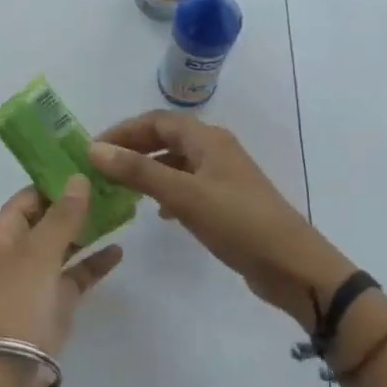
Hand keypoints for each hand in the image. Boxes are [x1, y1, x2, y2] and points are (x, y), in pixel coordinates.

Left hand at [0, 177, 123, 386]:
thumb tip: (78, 178)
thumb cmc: (13, 302)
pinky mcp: (50, 307)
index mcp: (0, 233)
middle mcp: (14, 252)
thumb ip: (62, 216)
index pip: (30, 196)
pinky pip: (73, 277)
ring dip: (88, 232)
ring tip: (123, 212)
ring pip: (63, 248)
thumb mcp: (38, 253)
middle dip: (78, 205)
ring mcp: (33, 281)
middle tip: (115, 187)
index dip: (58, 182)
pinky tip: (118, 251)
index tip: (92, 168)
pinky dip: (92, 265)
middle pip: (48, 220)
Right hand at [88, 112, 350, 329]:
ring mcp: (222, 177)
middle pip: (165, 138)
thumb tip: (94, 149)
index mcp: (207, 139)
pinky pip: (187, 186)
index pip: (156, 121)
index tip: (93, 148)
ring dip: (147, 170)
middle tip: (101, 167)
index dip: (123, 130)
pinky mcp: (226, 202)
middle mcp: (214, 150)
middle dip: (132, 148)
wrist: (293, 266)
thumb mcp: (184, 195)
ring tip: (119, 187)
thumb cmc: (238, 222)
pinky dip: (165, 191)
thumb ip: (138, 171)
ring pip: (175, 163)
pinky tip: (156, 211)